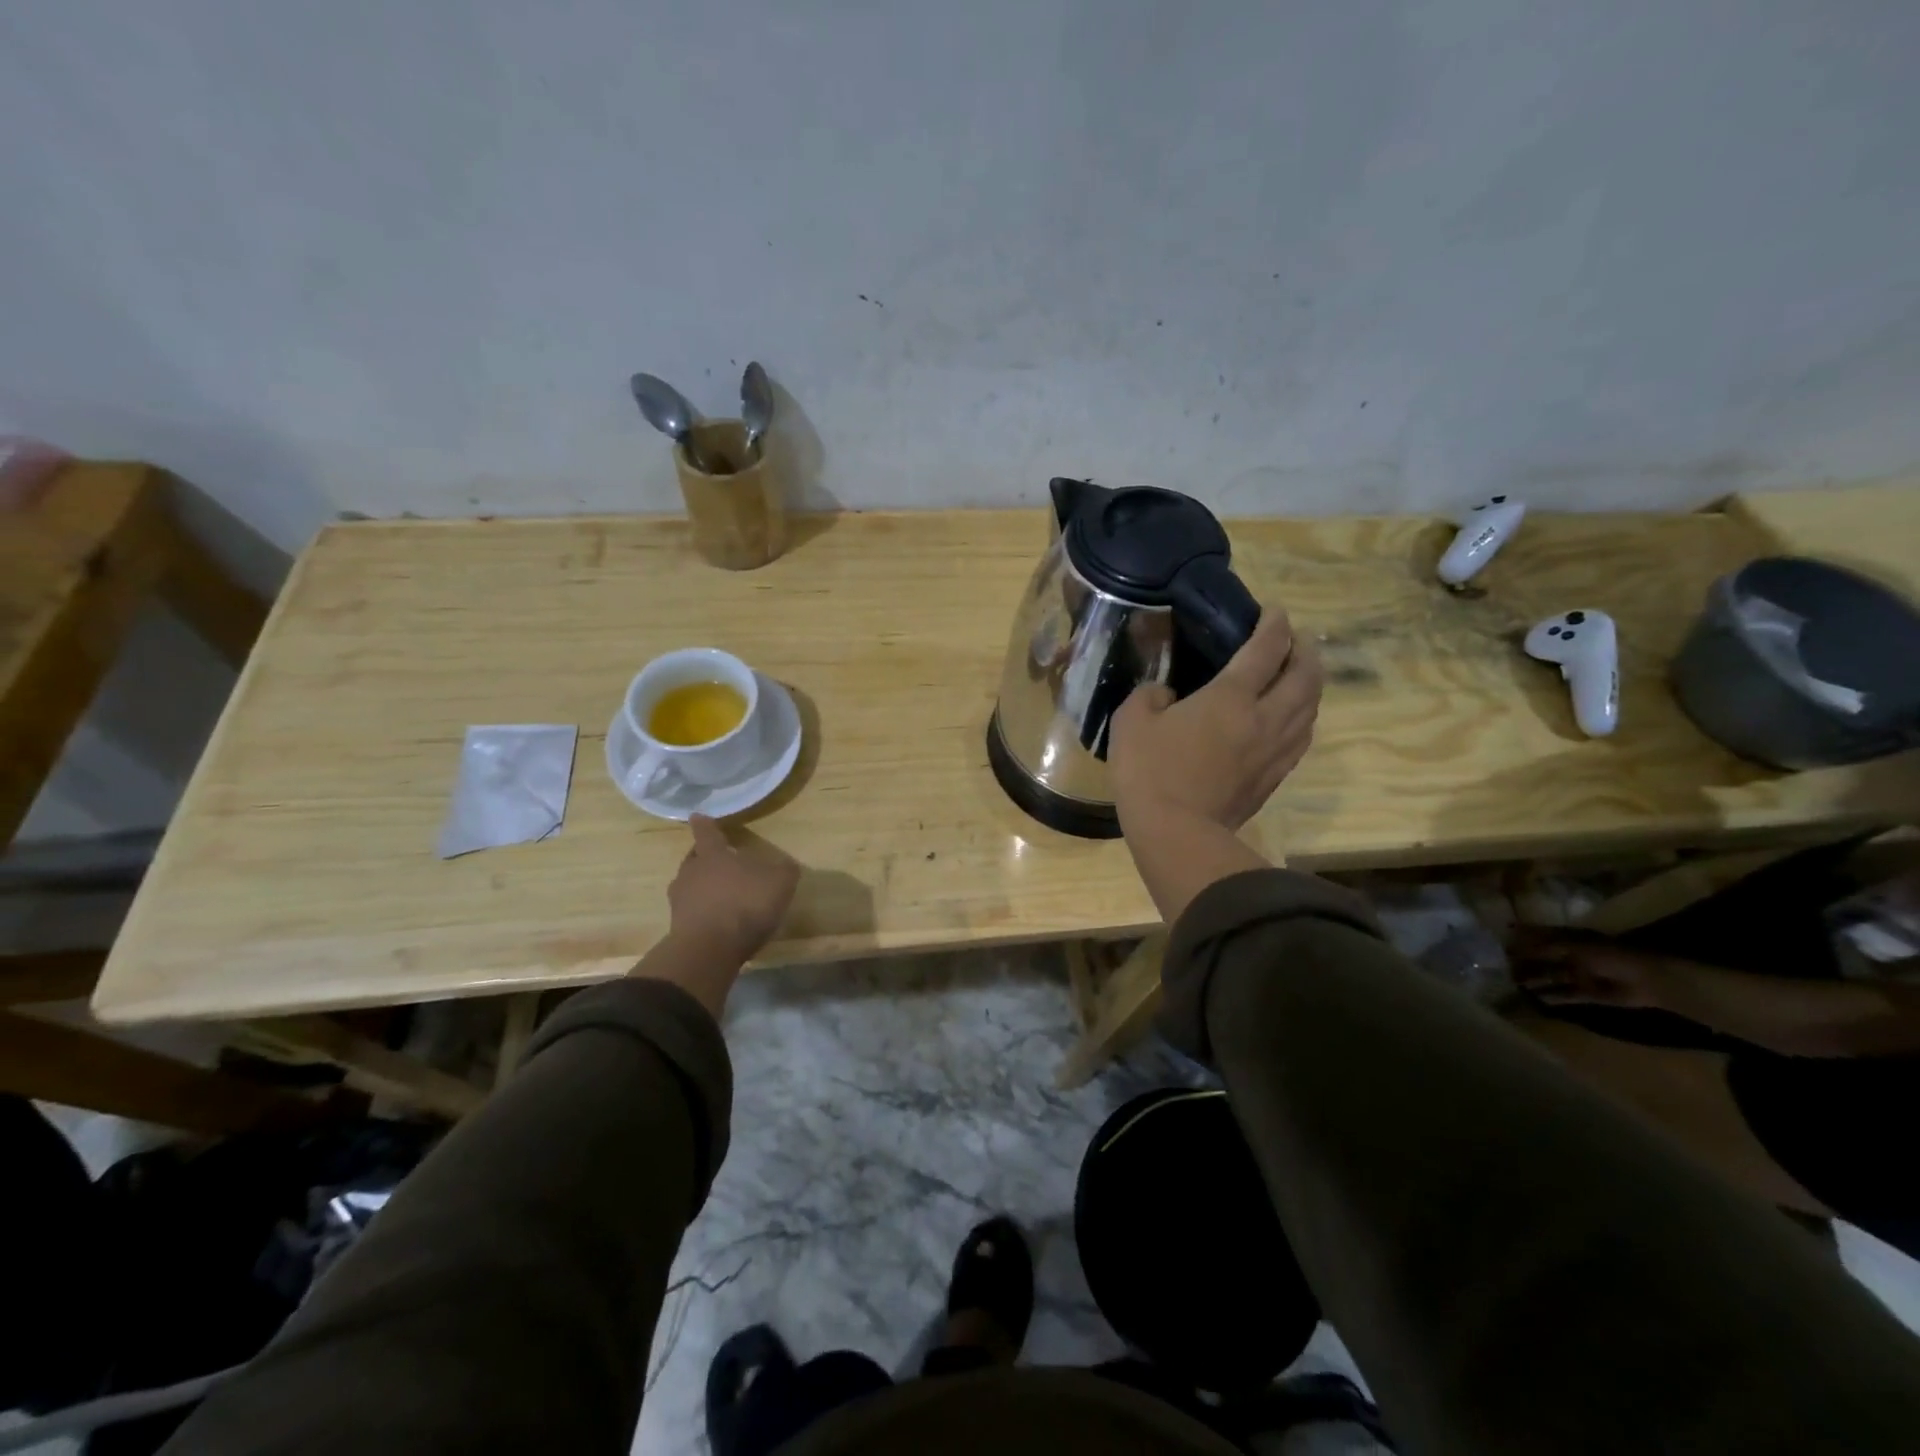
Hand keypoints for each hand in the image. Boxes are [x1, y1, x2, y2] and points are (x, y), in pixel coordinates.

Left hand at [666, 815, 799, 965]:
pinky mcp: (678, 928)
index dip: (705, 824)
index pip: (707, 833)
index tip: (697, 816)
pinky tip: (719, 921)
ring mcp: (680, 901)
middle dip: (705, 858)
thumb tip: (786, 865)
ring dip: (703, 888)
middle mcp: (691, 873)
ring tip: (721, 895)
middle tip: (718, 861)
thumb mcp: (779, 882)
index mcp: (713, 855)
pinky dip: (703, 912)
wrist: (710, 950)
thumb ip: (784, 870)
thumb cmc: (744, 904)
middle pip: (695, 859)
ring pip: (690, 886)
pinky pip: (692, 912)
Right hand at [1108, 606, 1322, 833]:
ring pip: (1311, 708)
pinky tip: (1292, 719)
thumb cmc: (1150, 771)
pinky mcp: (1273, 778)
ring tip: (1299, 675)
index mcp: (1230, 698)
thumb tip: (1166, 695)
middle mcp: (1264, 718)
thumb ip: (1150, 696)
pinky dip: (1303, 718)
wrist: (1176, 833)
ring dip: (1310, 684)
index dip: (1274, 624)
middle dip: (1305, 650)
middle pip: (1305, 676)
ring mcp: (1274, 751)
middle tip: (1295, 640)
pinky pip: (1300, 738)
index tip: (1274, 611)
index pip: (1265, 649)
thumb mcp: (1131, 721)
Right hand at [1511, 933, 1673, 1009]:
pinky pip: (1566, 995)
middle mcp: (1572, 956)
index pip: (1539, 937)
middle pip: (1542, 958)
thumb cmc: (1610, 956)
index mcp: (1569, 940)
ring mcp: (1580, 975)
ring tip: (1514, 984)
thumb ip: (1544, 945)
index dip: (1520, 938)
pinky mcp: (1589, 994)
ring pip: (1551, 977)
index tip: (1499, 940)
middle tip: (1501, 967)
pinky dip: (1553, 997)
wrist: (1649, 981)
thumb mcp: (1575, 946)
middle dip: (1524, 962)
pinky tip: (1537, 1000)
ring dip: (1534, 980)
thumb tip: (1513, 939)